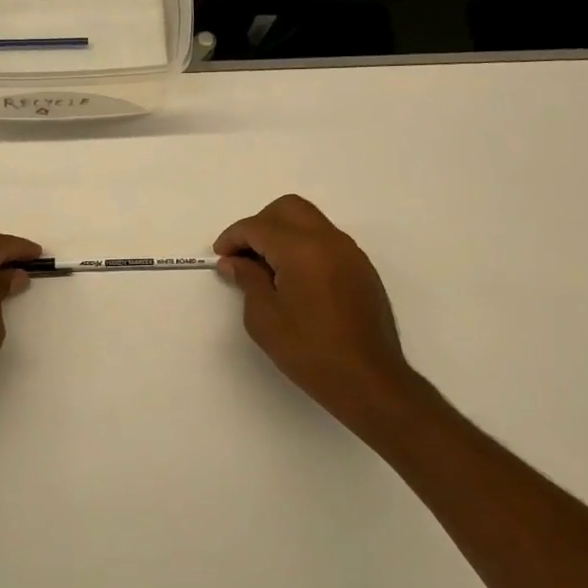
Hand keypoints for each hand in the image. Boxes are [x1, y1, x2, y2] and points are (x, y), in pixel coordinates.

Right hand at [215, 195, 422, 429]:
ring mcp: (350, 252)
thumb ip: (248, 279)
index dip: (233, 237)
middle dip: (260, 224)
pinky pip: (326, 240)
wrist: (367, 379)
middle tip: (244, 254)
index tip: (220, 256)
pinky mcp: (361, 268)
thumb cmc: (308, 350)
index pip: (258, 226)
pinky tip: (294, 278)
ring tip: (267, 267)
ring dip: (283, 233)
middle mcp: (328, 240)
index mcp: (301, 249)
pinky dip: (304, 246)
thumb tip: (234, 261)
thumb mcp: (264, 317)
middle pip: (287, 209)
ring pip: (309, 220)